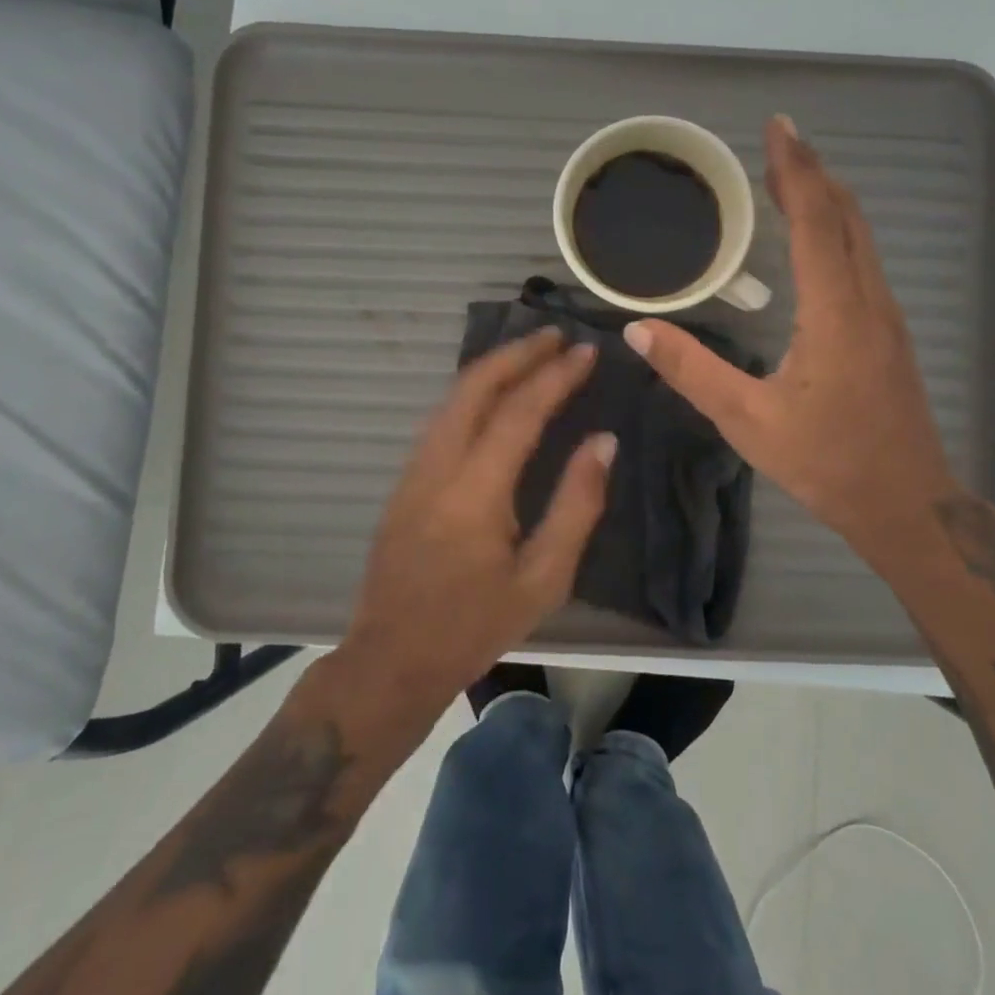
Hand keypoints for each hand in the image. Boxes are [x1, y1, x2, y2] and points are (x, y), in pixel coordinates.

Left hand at [342, 328, 615, 713]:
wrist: (391, 659)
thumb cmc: (474, 625)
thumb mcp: (543, 579)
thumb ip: (577, 504)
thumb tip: (603, 441)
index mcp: (475, 491)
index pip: (519, 412)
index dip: (555, 376)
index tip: (586, 351)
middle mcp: (438, 465)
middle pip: (475, 386)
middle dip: (517, 353)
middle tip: (557, 335)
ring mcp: (414, 469)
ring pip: (453, 397)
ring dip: (493, 367)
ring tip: (532, 352)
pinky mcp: (406, 479)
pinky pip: (443, 416)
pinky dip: (474, 390)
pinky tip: (496, 392)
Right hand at [624, 116, 960, 577]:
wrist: (906, 504)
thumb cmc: (827, 463)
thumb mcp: (747, 421)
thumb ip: (692, 371)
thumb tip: (638, 329)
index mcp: (836, 313)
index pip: (816, 222)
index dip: (796, 171)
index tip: (777, 129)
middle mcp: (869, 301)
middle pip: (846, 216)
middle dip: (813, 172)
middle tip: (778, 140)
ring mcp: (886, 315)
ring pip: (861, 236)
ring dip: (827, 197)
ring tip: (791, 174)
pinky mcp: (888, 331)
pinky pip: (863, 258)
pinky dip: (837, 228)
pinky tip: (815, 235)